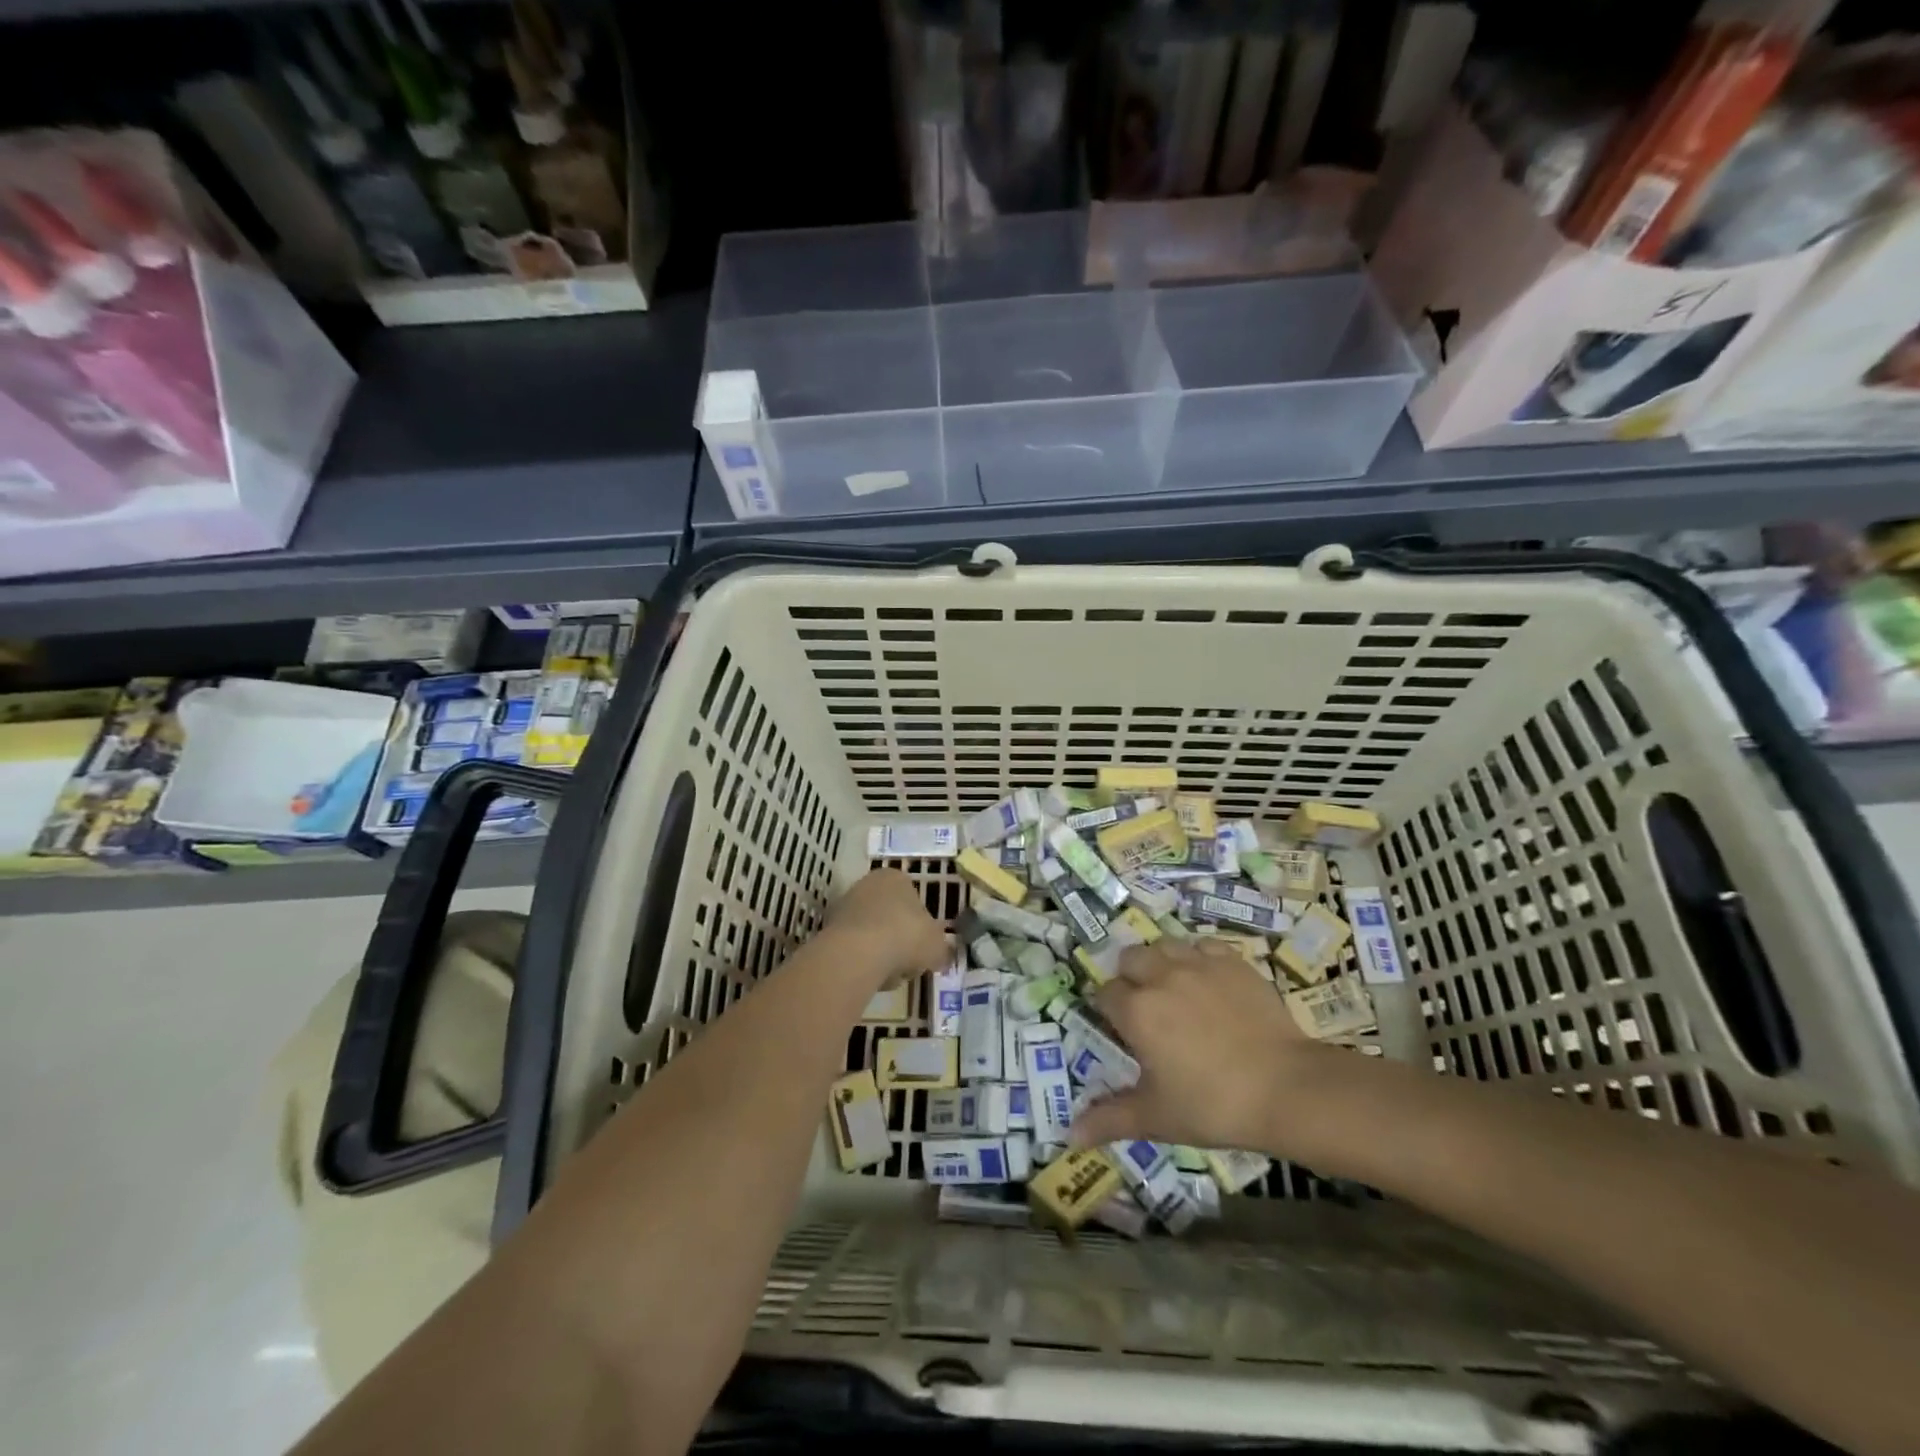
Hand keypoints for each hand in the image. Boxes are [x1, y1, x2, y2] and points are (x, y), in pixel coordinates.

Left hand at [820, 868, 948, 989]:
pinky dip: (862, 962)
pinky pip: (853, 948)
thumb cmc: (907, 937)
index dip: (920, 928)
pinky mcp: (828, 929)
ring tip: (887, 975)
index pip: (913, 901)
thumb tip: (939, 955)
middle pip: (890, 917)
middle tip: (906, 965)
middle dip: (898, 942)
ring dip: (880, 954)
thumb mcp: (937, 946)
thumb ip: (940, 948)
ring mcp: (845, 905)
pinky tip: (868, 976)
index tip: (922, 949)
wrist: (859, 953)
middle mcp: (868, 884)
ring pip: (871, 934)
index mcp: (896, 877)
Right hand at [1070, 940, 1355, 1157]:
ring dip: (1161, 962)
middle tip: (1147, 1009)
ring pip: (1164, 946)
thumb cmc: (1213, 1105)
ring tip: (1175, 989)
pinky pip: (1204, 947)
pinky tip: (1209, 982)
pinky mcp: (1233, 962)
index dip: (1108, 1010)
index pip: (1105, 993)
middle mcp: (1161, 976)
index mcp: (1136, 1010)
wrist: (1286, 1088)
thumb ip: (1109, 1119)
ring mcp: (1199, 964)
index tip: (1122, 1030)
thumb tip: (1069, 1137)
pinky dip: (1199, 958)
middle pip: (1130, 958)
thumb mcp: (1156, 1117)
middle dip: (1131, 978)